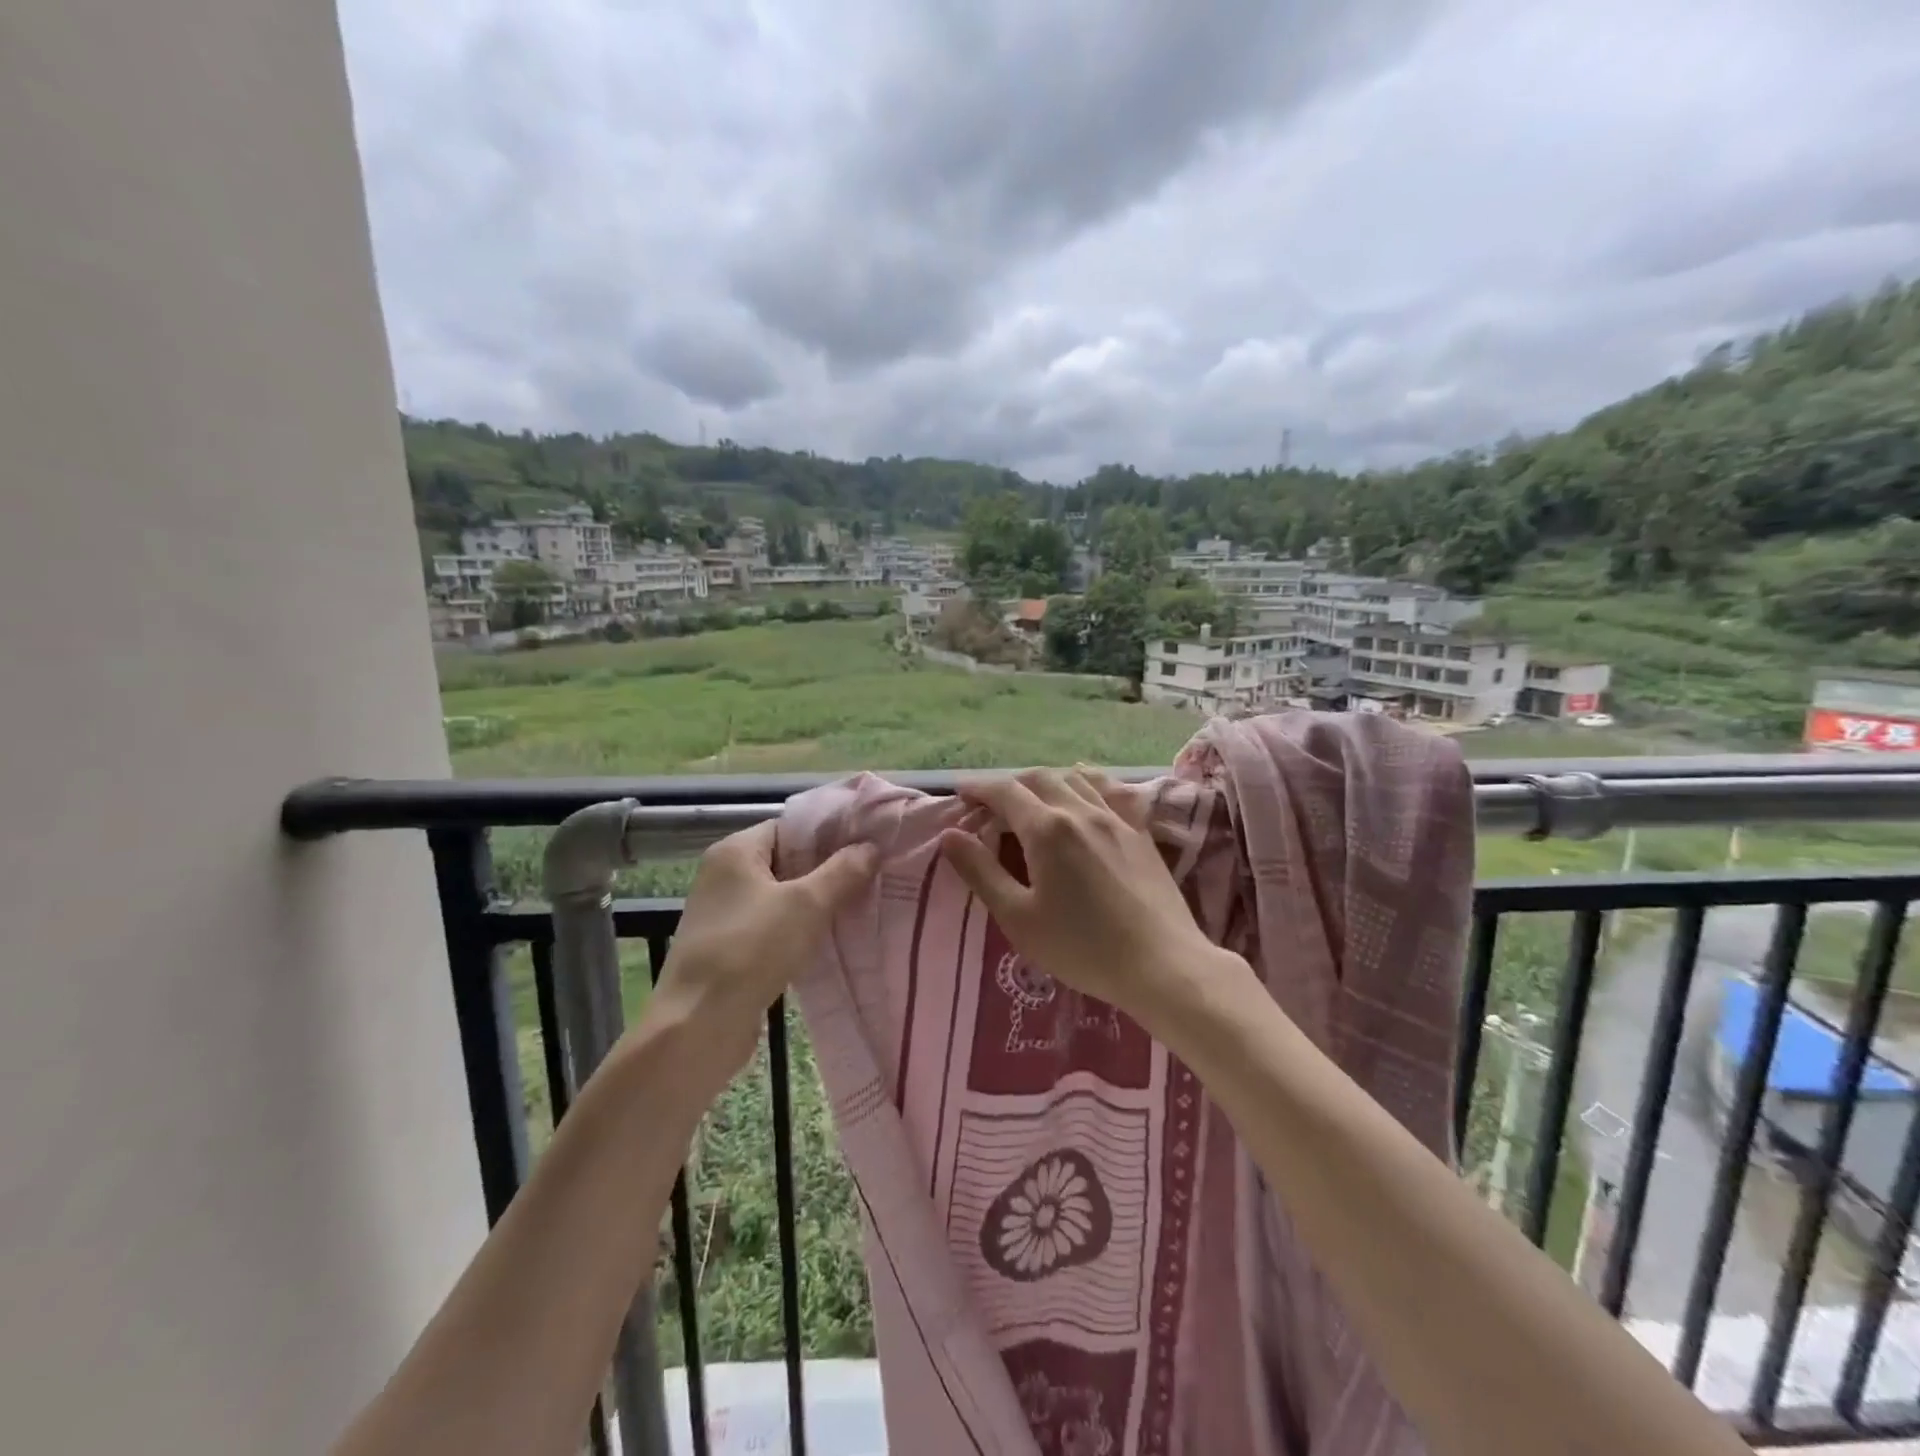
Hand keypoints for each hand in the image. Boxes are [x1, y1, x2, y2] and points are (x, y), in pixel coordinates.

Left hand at [647, 821, 876, 1091]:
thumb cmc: (750, 950)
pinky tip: (831, 941)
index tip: (868, 845)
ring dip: (816, 904)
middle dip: (828, 870)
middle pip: (787, 861)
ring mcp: (724, 914)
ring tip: (860, 907)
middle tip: (872, 876)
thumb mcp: (806, 905)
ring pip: (782, 897)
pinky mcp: (729, 948)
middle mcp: (724, 876)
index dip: (829, 834)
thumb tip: (872, 847)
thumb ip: (842, 872)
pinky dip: (799, 930)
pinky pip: (773, 927)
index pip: (790, 827)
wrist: (698, 1026)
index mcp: (735, 851)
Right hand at [938, 768, 1243, 1034]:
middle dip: (1009, 783)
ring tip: (1033, 797)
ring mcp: (1115, 819)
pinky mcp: (1140, 832)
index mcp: (1046, 829)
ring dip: (1046, 780)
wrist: (1162, 964)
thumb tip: (950, 836)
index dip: (978, 788)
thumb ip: (981, 872)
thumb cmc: (1081, 948)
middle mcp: (1080, 811)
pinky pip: (1112, 791)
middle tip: (991, 803)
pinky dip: (1090, 781)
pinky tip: (1086, 787)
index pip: (1004, 791)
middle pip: (1039, 778)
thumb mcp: (1018, 917)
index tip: (960, 793)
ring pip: (1075, 778)